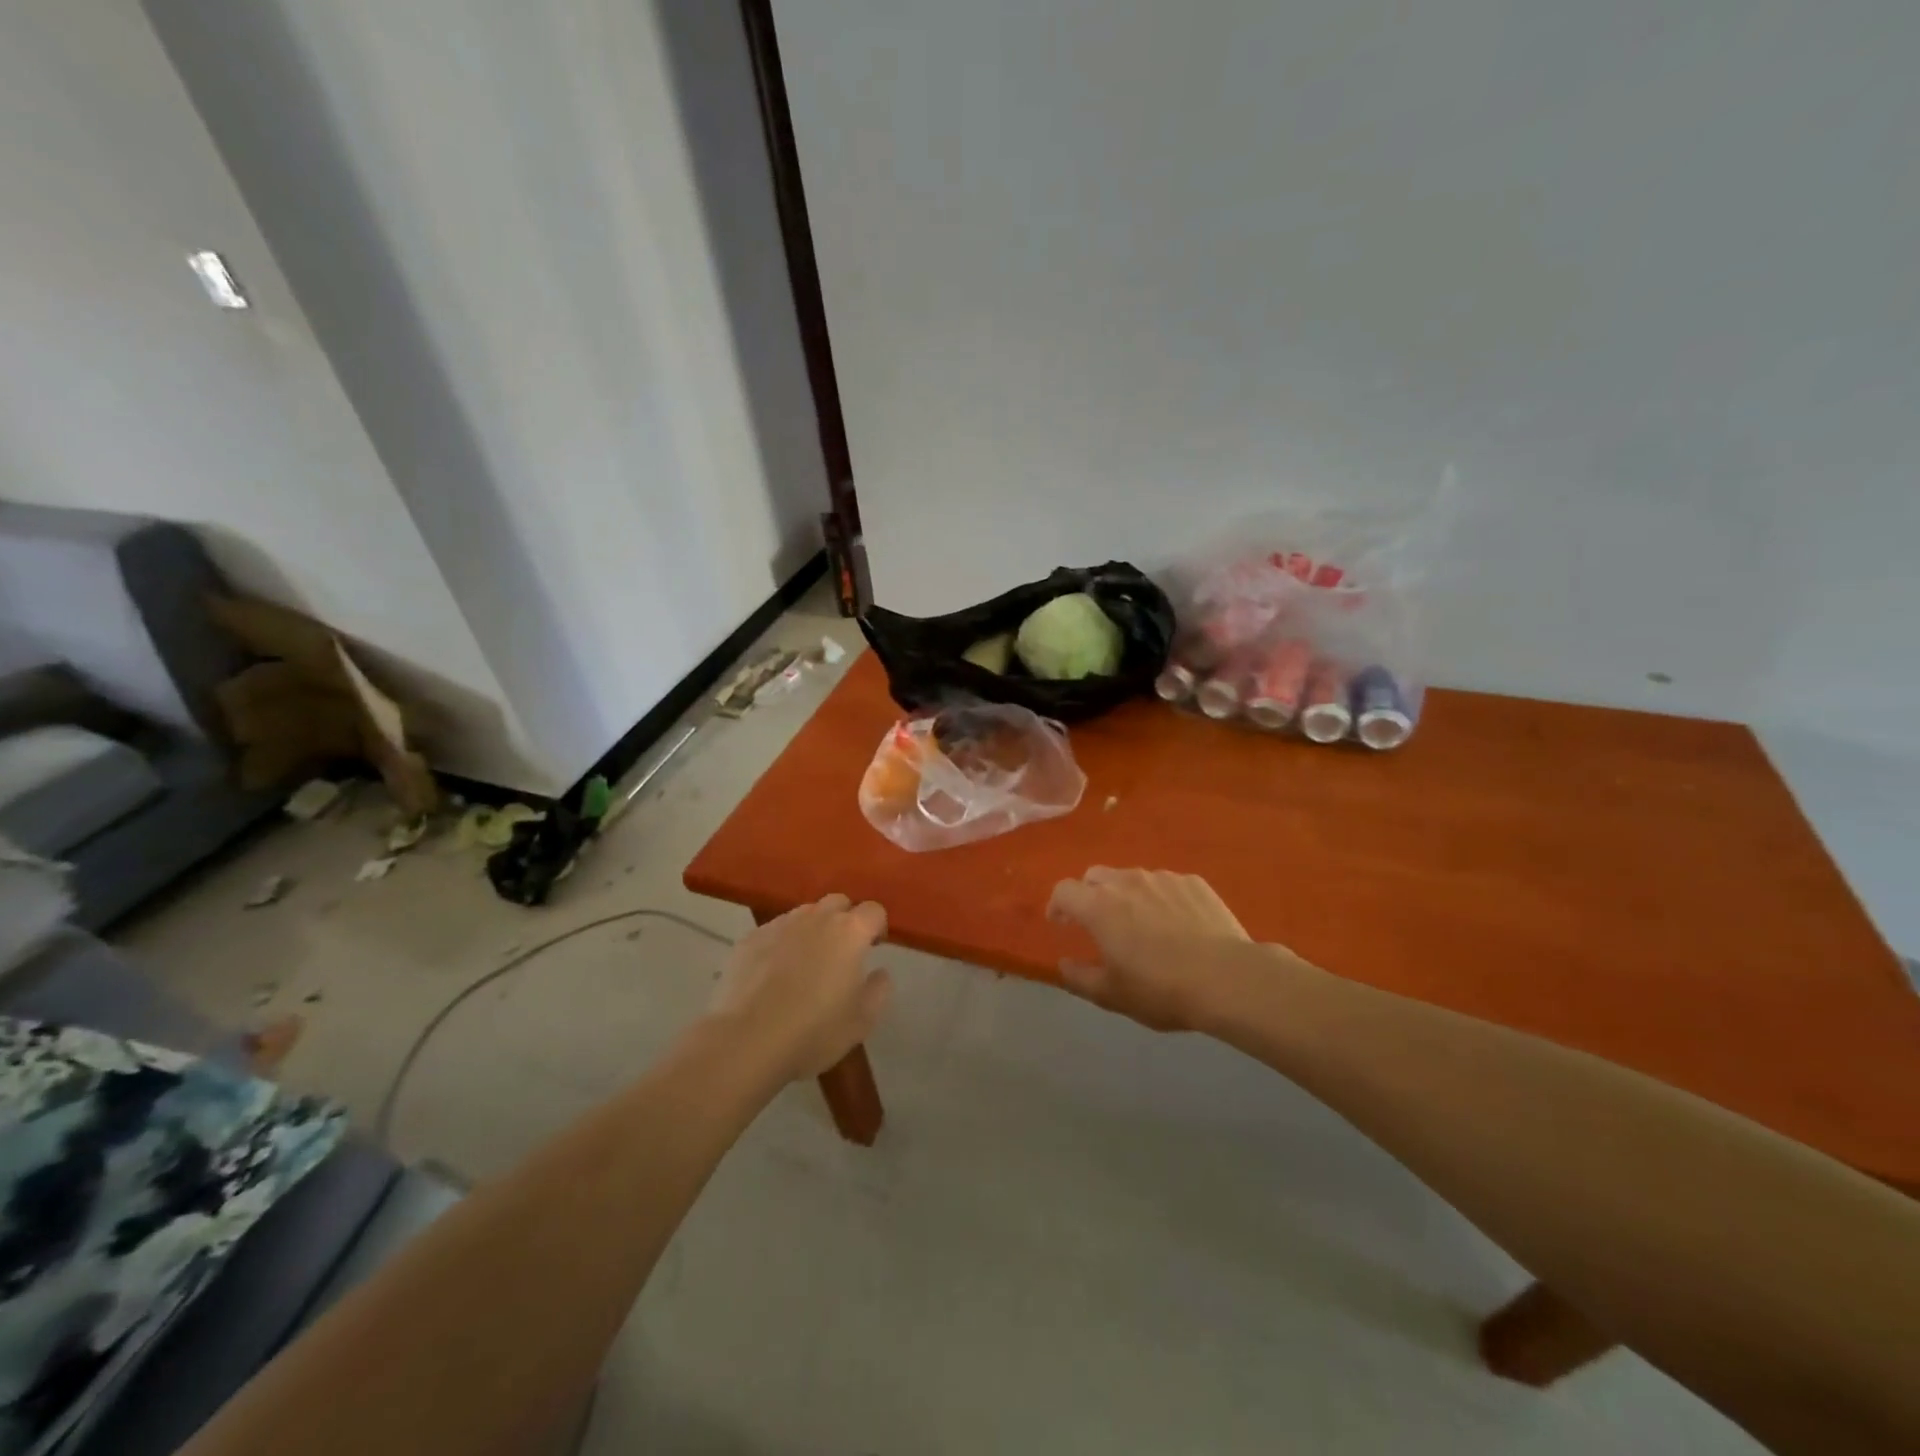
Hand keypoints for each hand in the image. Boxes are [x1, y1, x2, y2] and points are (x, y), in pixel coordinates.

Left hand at [711, 894, 891, 1079]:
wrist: (746, 1041)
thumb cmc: (813, 1031)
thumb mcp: (861, 1022)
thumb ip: (879, 990)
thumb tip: (880, 972)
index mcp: (849, 932)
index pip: (873, 910)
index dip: (877, 926)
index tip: (874, 948)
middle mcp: (816, 918)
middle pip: (838, 902)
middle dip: (845, 919)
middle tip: (842, 951)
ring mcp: (780, 925)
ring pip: (805, 914)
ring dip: (813, 929)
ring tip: (806, 961)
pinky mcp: (750, 938)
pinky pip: (775, 930)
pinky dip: (782, 943)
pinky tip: (774, 973)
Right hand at [1047, 867, 1255, 1030]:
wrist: (1227, 978)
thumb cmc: (1161, 989)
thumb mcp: (1112, 995)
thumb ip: (1080, 978)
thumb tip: (1063, 964)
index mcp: (1098, 906)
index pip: (1064, 890)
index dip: (1057, 905)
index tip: (1060, 923)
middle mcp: (1127, 882)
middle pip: (1096, 875)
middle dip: (1089, 894)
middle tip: (1098, 922)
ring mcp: (1163, 878)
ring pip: (1132, 877)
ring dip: (1126, 894)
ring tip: (1140, 922)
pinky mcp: (1193, 882)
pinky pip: (1166, 884)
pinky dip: (1160, 898)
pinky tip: (1176, 923)